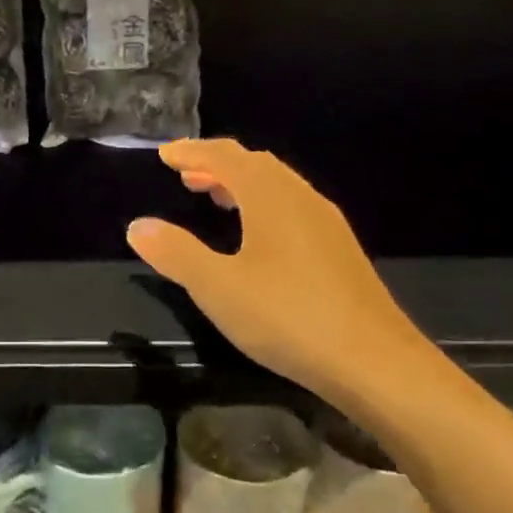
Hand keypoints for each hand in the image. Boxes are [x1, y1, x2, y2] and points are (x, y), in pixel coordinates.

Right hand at [125, 140, 435, 406]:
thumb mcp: (218, 287)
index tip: (165, 156)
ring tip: (215, 198)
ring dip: (242, 185)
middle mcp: (302, 199)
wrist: (373, 361)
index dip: (193, 152)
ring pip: (278, 187)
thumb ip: (176, 253)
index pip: (226, 157)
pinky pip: (292, 209)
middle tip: (186, 176)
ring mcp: (326, 225)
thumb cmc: (288, 317)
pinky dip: (263, 206)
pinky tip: (257, 239)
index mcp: (272, 198)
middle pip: (256, 166)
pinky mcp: (339, 252)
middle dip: (217, 165)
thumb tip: (138, 226)